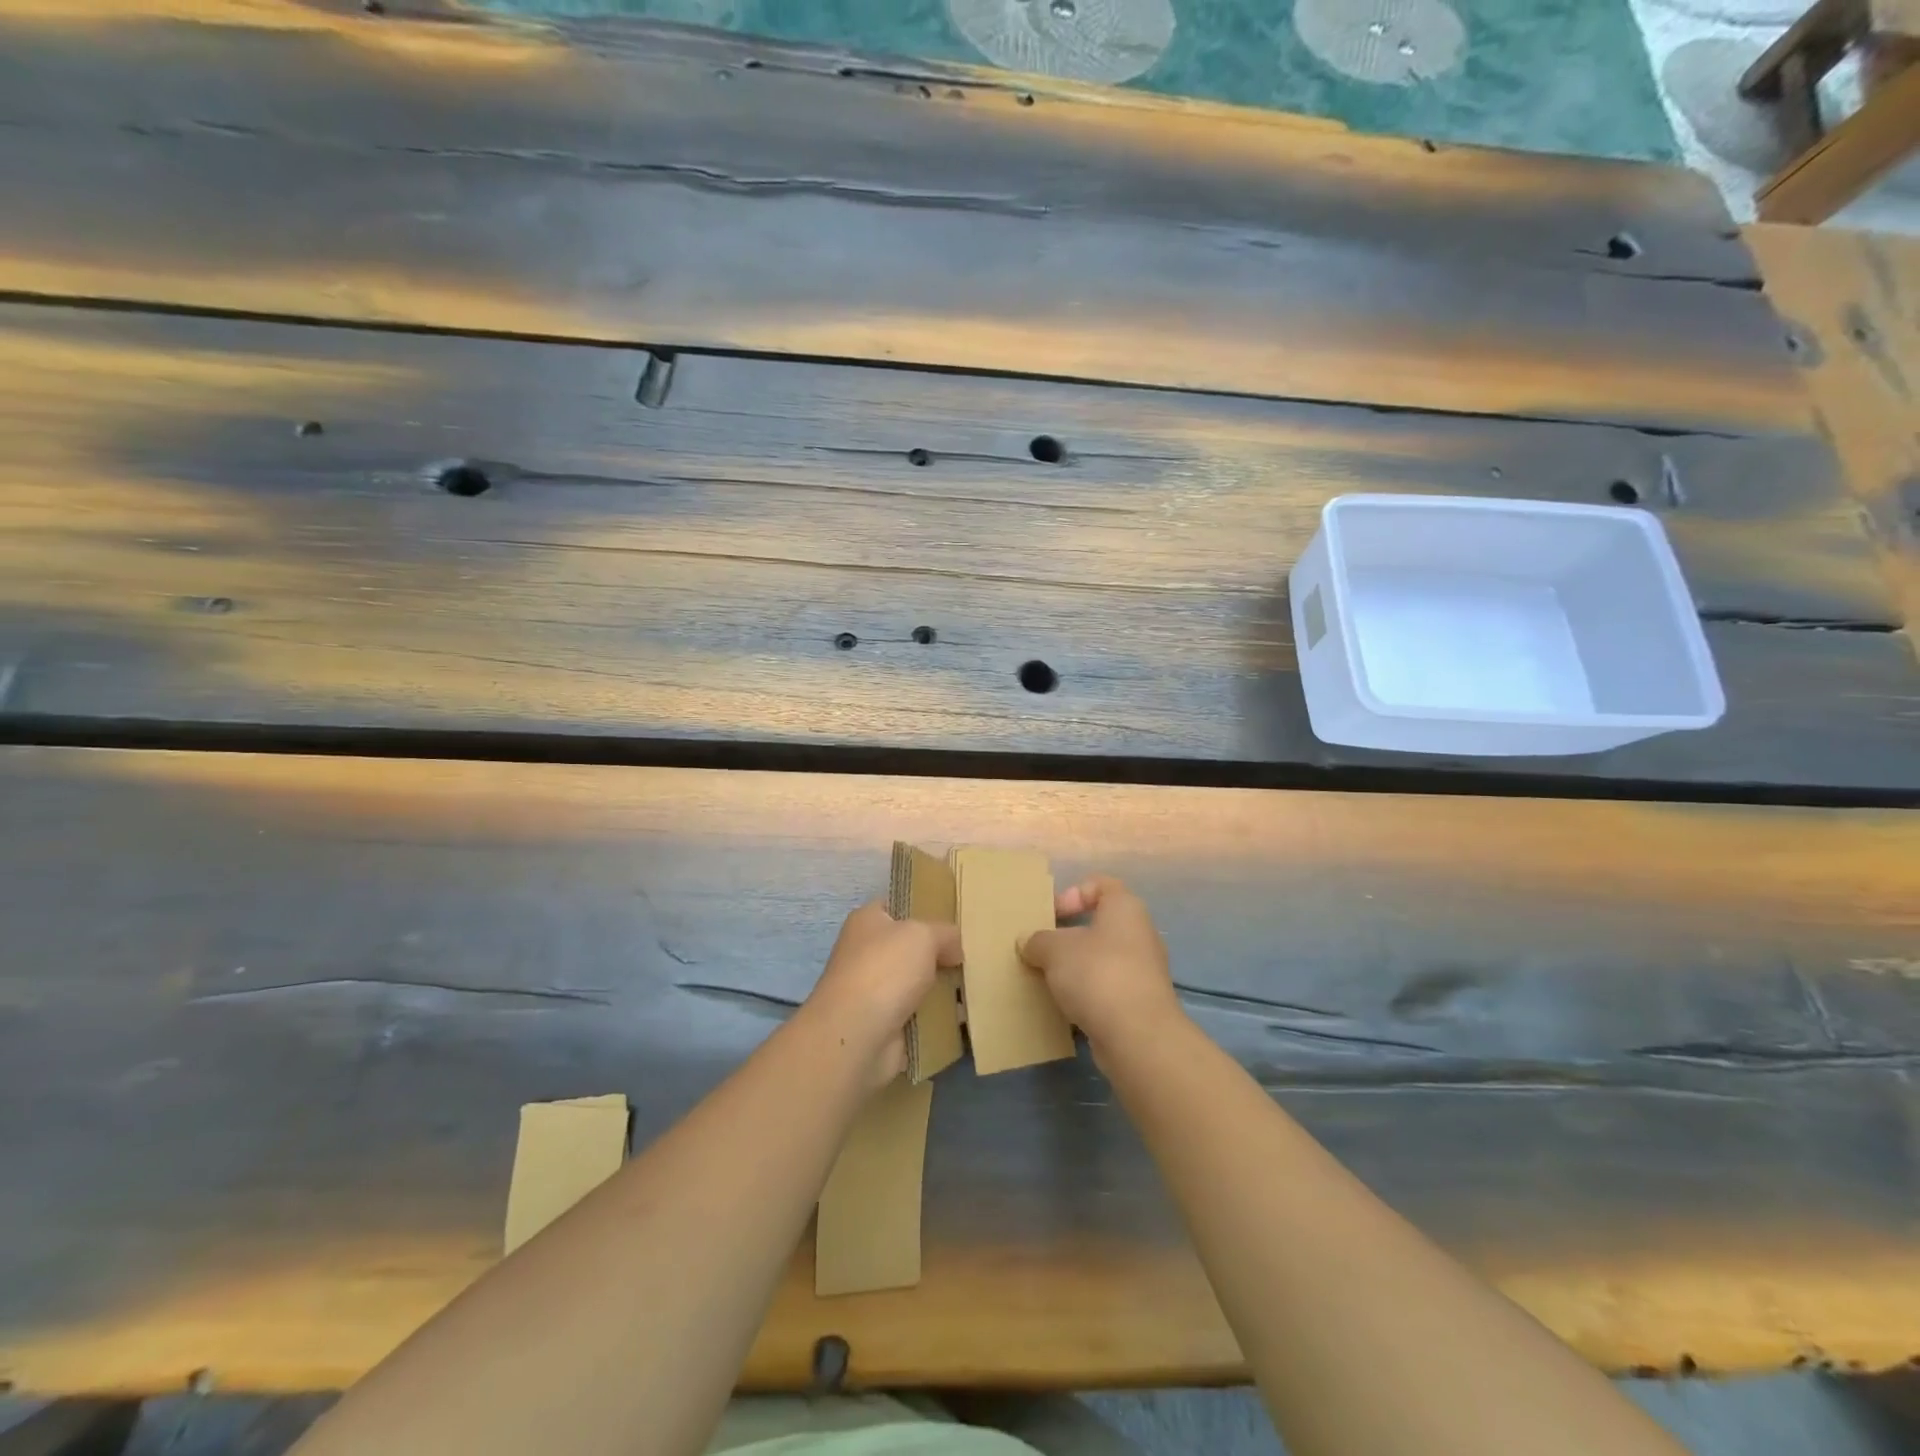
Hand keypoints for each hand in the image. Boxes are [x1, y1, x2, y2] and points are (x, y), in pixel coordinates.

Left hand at [802, 901, 961, 1091]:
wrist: (857, 1035)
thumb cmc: (885, 970)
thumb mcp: (923, 935)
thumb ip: (945, 934)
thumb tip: (954, 950)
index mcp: (867, 921)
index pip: (897, 907)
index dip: (924, 909)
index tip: (955, 918)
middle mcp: (867, 952)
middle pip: (911, 947)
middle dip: (939, 953)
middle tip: (972, 954)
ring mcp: (875, 990)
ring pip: (918, 982)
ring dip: (942, 987)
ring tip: (975, 984)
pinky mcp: (885, 1023)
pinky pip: (920, 1014)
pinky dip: (938, 1016)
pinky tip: (964, 1014)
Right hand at [1019, 876, 1181, 1058]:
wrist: (1138, 1036)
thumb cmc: (1097, 974)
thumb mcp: (1054, 950)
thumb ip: (1037, 941)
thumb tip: (1028, 942)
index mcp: (1125, 908)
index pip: (1100, 885)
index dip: (1072, 894)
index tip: (1050, 917)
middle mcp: (1140, 934)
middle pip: (1099, 924)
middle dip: (1068, 937)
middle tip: (1042, 950)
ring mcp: (1143, 971)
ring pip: (1102, 959)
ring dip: (1076, 968)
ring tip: (1048, 981)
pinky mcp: (1140, 1003)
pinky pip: (1107, 989)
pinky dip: (1087, 995)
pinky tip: (1065, 1008)